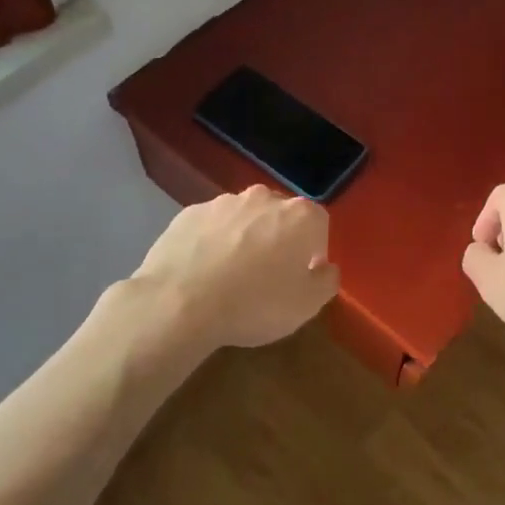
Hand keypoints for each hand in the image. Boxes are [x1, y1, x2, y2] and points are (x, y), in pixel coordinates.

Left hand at [132, 186, 340, 347]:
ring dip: (245, 239)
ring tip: (231, 276)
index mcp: (299, 216)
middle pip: (280, 216)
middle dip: (279, 239)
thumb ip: (326, 282)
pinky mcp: (189, 213)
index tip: (302, 276)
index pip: (319, 224)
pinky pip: (211, 227)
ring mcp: (223, 203)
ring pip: (244, 218)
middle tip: (268, 276)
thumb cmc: (254, 304)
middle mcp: (264, 198)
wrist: (178, 302)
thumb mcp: (306, 306)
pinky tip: (202, 272)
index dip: (314, 250)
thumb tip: (325, 268)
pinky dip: (213, 243)